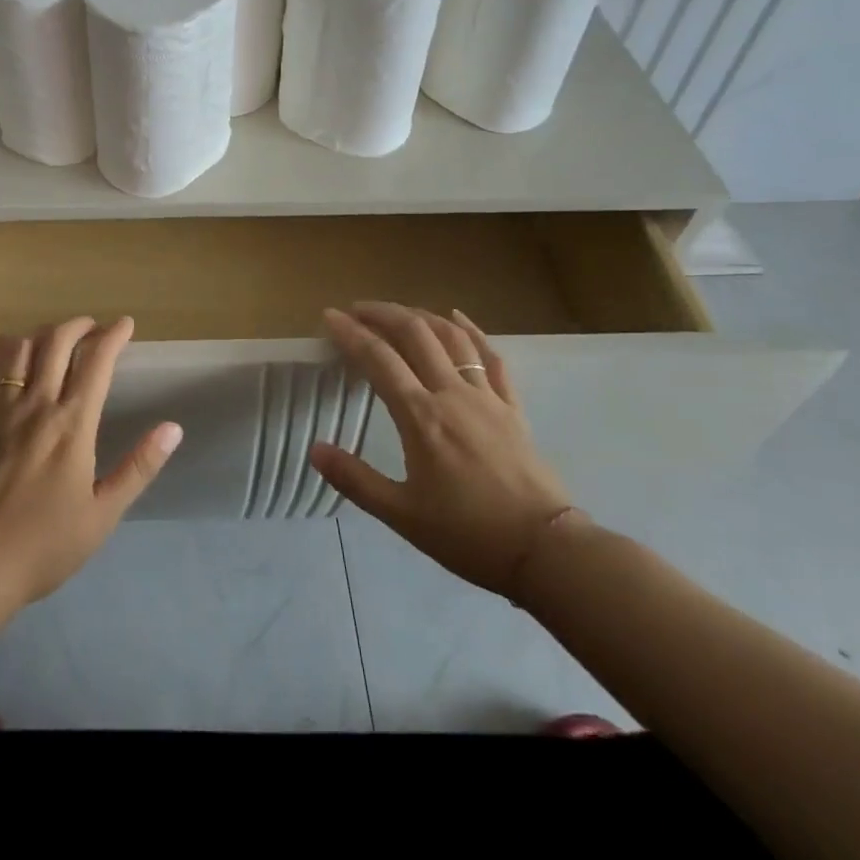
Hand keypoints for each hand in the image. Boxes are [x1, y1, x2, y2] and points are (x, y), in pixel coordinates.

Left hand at [0, 316, 182, 607]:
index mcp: (72, 426)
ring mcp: (0, 411)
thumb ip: (139, 467)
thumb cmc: (45, 544)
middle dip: (79, 325)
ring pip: (20, 349)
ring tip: (57, 338)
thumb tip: (173, 429)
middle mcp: (36, 406)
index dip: (113, 336)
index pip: (96, 363)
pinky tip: (9, 350)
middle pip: (57, 343)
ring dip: (43, 334)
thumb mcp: (103, 513)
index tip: (125, 324)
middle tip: (94, 328)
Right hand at [308, 301, 572, 598]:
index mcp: (420, 416)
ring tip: (398, 312)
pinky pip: (491, 357)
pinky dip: (472, 331)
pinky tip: (458, 318)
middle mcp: (451, 394)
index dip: (351, 333)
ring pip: (452, 338)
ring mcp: (486, 397)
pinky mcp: (512, 407)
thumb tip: (314, 449)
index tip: (330, 316)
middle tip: (358, 309)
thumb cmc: (467, 534)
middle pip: (415, 334)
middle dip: (383, 314)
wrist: (545, 550)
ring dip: (421, 316)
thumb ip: (355, 479)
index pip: (378, 359)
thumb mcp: (401, 514)